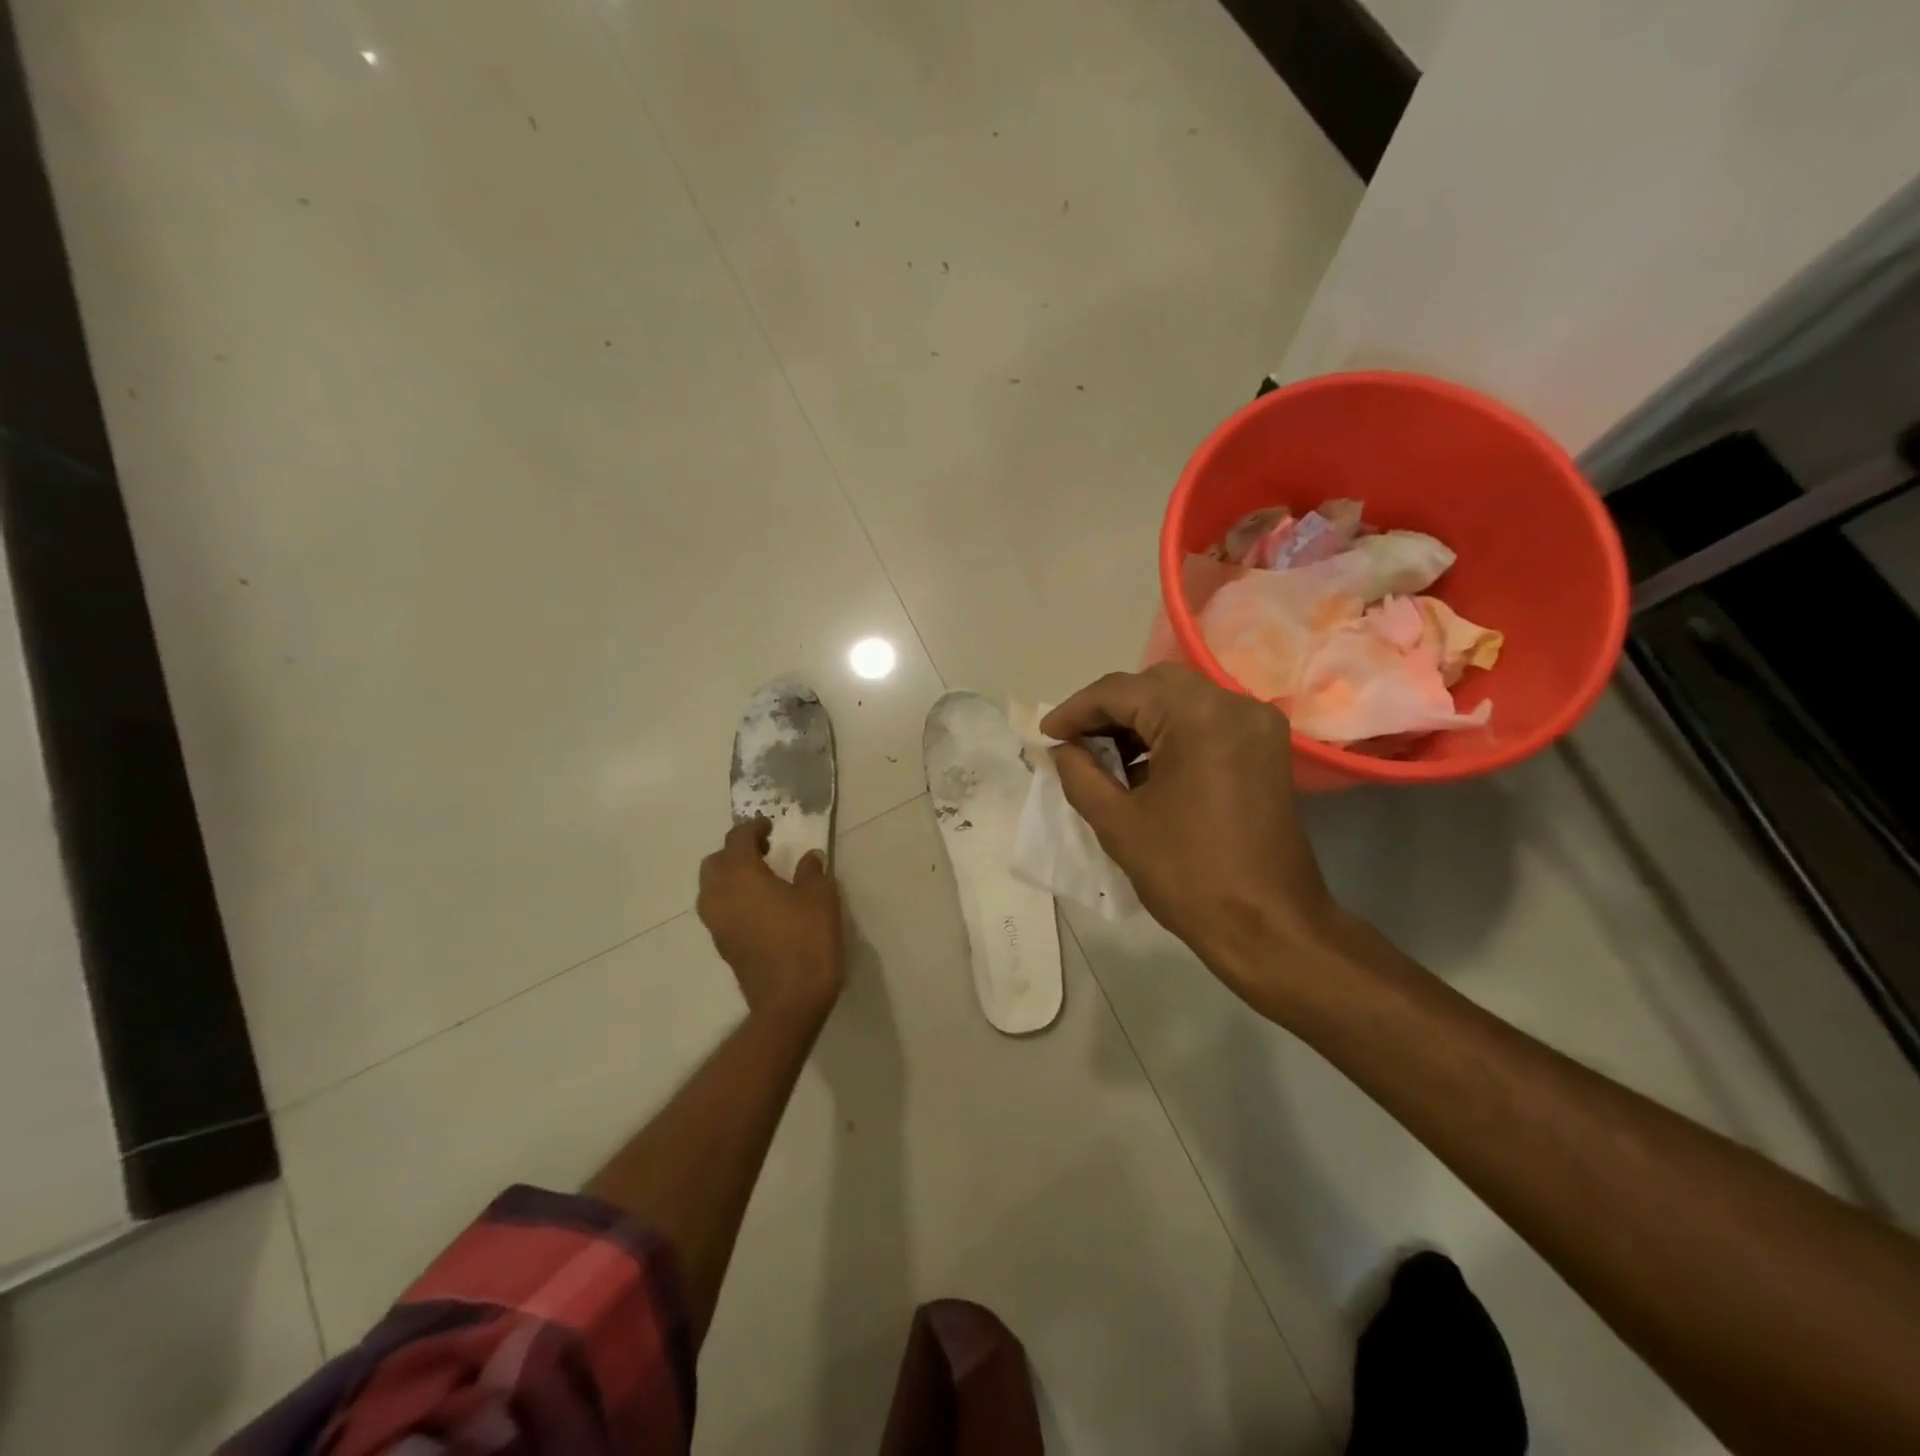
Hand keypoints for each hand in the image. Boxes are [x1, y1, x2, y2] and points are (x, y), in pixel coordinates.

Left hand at [697, 819, 844, 1022]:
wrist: (789, 1001)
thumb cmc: (807, 939)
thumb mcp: (820, 897)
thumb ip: (812, 872)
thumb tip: (809, 858)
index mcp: (740, 875)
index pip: (737, 839)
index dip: (753, 828)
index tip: (770, 826)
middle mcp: (719, 895)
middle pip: (715, 862)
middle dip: (735, 851)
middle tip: (764, 851)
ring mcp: (716, 923)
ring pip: (712, 888)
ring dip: (731, 876)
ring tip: (761, 878)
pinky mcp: (722, 945)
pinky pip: (720, 910)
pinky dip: (733, 899)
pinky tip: (761, 906)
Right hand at [1042, 665, 1351, 1009]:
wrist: (1268, 926)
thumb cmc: (1188, 874)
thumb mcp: (1117, 822)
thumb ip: (1080, 773)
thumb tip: (1062, 749)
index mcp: (1198, 715)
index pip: (1120, 691)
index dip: (1075, 710)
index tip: (1046, 735)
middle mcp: (1234, 703)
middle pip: (1154, 686)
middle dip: (1108, 709)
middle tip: (1074, 741)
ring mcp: (1256, 725)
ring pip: (1182, 700)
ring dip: (1139, 720)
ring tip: (1103, 756)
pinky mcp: (1266, 749)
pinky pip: (1207, 722)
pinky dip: (1170, 733)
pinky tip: (1143, 765)